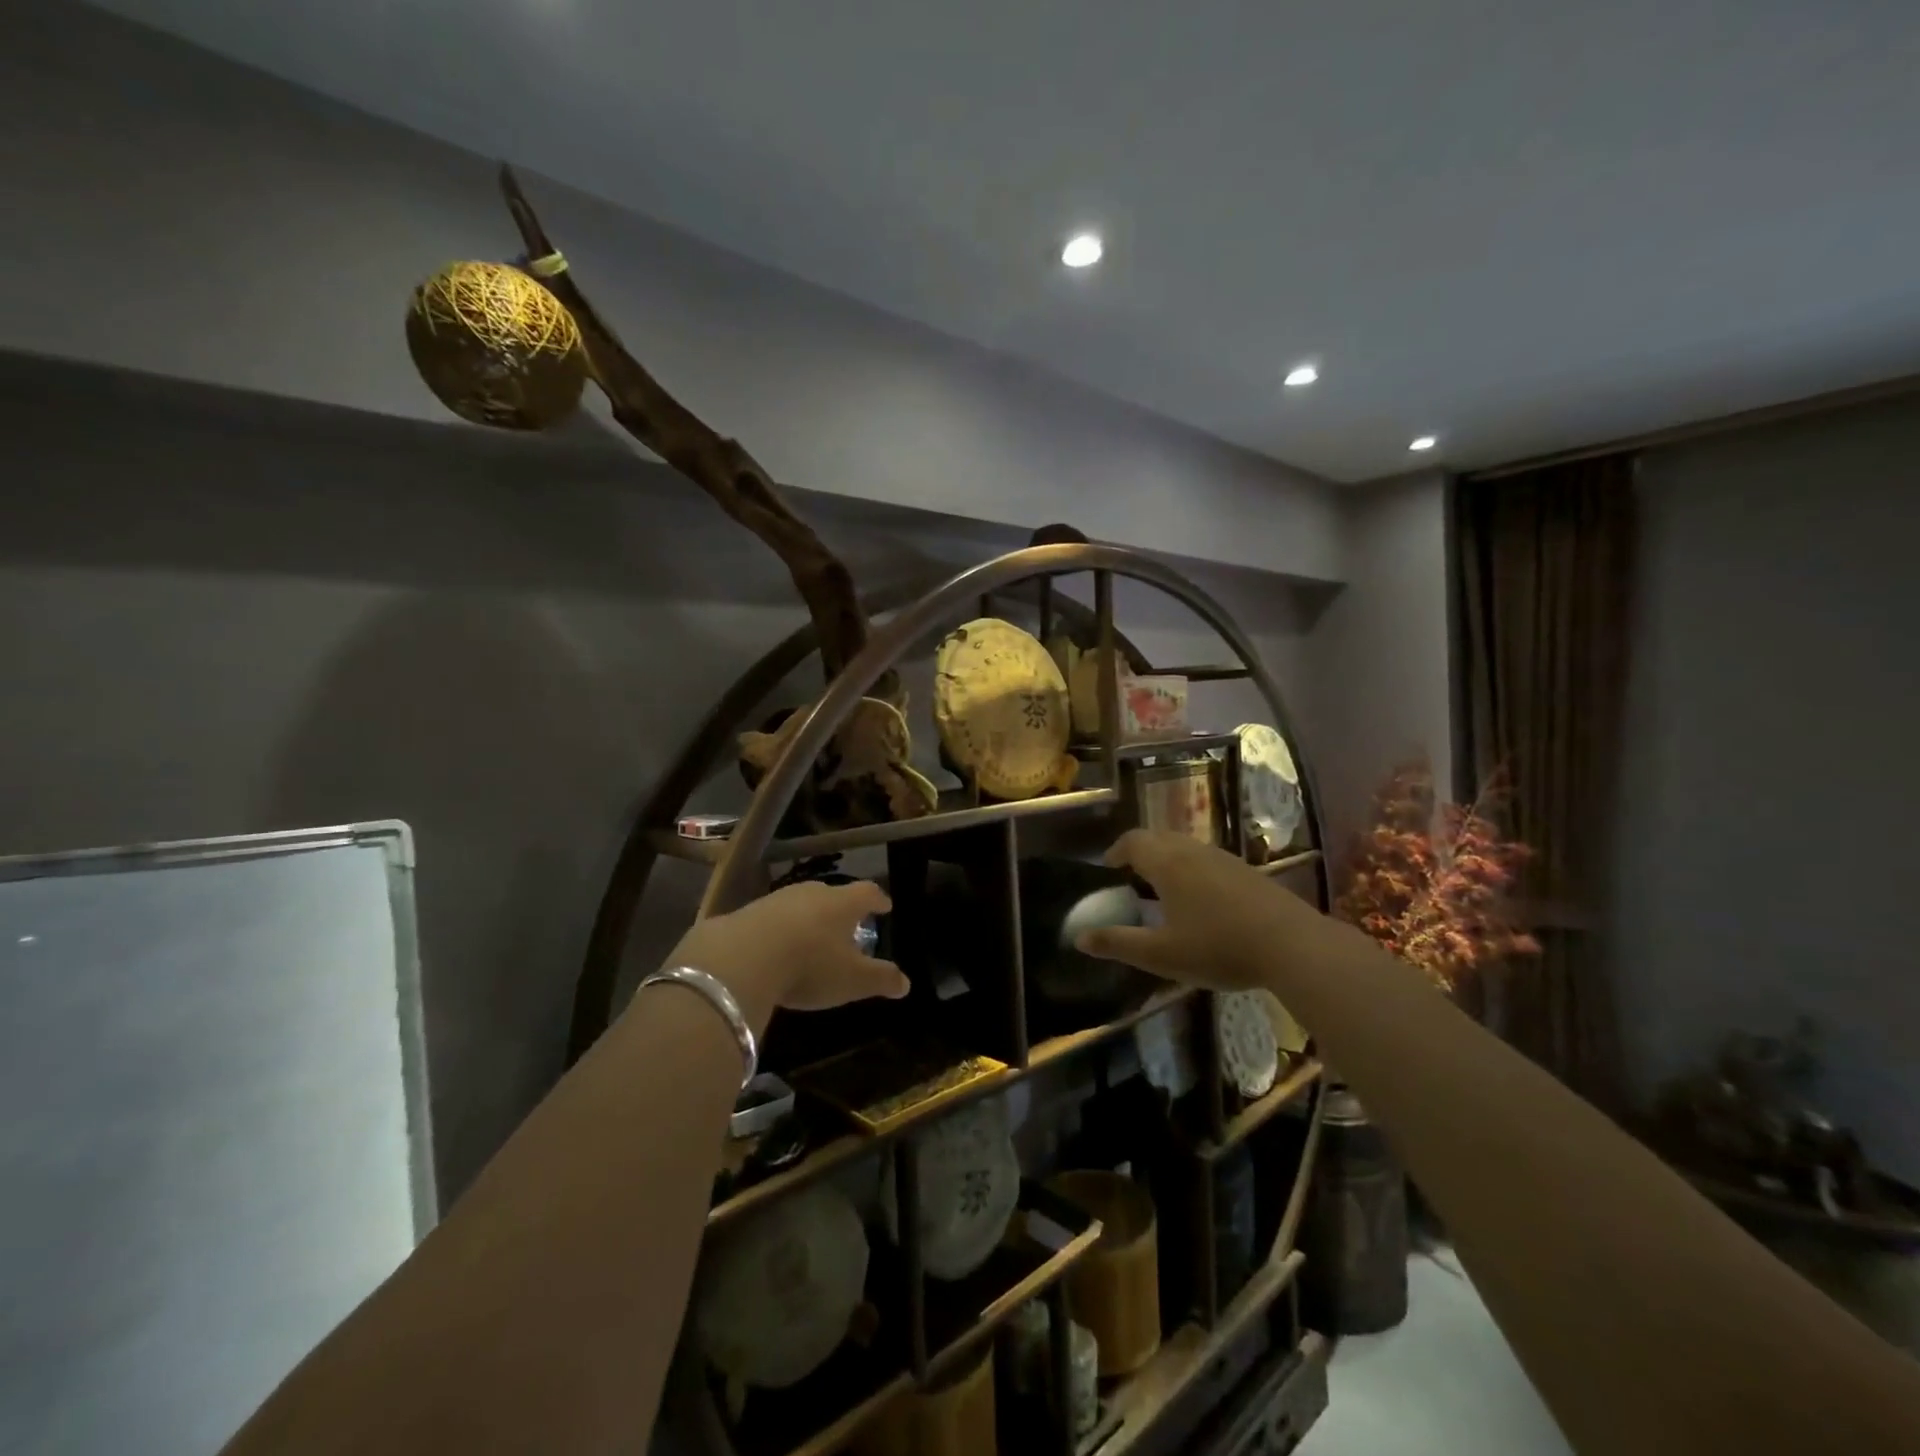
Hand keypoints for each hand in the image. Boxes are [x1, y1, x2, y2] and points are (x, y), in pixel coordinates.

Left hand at [665, 879, 908, 1032]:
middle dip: (841, 909)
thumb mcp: (852, 980)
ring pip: (801, 905)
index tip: (886, 906)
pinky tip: (776, 948)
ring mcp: (777, 900)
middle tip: (847, 925)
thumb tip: (906, 983)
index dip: (878, 900)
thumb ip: (880, 979)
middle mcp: (812, 893)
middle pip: (833, 894)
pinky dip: (780, 930)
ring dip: (808, 919)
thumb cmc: (810, 965)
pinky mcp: (747, 913)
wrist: (741, 958)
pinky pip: (772, 918)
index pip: (868, 893)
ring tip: (811, 938)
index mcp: (843, 903)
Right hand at [1074, 830, 1317, 990]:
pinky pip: (1207, 858)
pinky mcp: (1247, 871)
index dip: (1116, 851)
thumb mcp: (1161, 954)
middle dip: (1140, 852)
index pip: (1133, 841)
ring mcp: (1224, 858)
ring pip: (1185, 846)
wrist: (1292, 945)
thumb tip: (1080, 938)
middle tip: (1131, 877)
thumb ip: (1119, 944)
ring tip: (1162, 889)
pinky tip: (1201, 900)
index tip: (1108, 869)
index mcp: (1167, 864)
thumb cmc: (1218, 948)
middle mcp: (1193, 851)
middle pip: (1159, 837)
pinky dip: (1192, 868)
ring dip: (1167, 859)